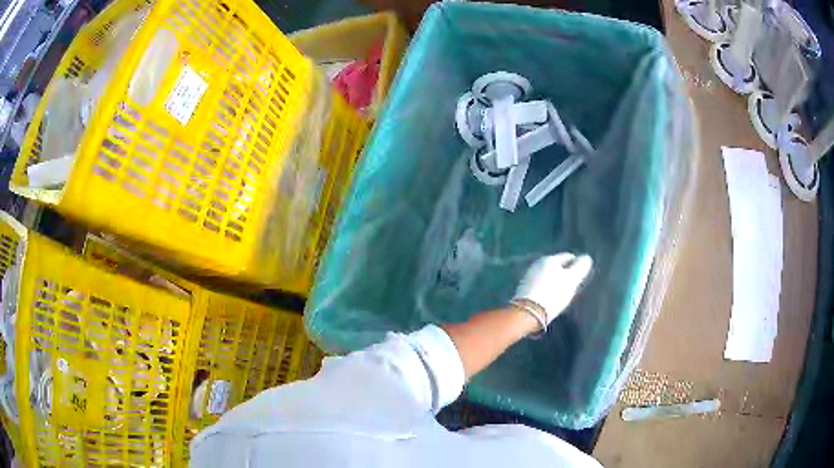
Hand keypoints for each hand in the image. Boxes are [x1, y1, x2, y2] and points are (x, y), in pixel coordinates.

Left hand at [513, 253, 592, 323]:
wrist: (528, 313)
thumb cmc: (553, 294)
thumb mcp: (571, 280)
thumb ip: (581, 267)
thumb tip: (586, 258)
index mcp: (549, 259)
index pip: (568, 257)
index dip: (577, 266)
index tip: (581, 278)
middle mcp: (537, 264)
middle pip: (557, 267)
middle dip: (566, 274)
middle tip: (573, 287)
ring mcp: (529, 276)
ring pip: (548, 276)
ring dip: (556, 283)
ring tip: (562, 295)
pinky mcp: (523, 290)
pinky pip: (541, 286)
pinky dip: (547, 290)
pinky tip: (550, 299)